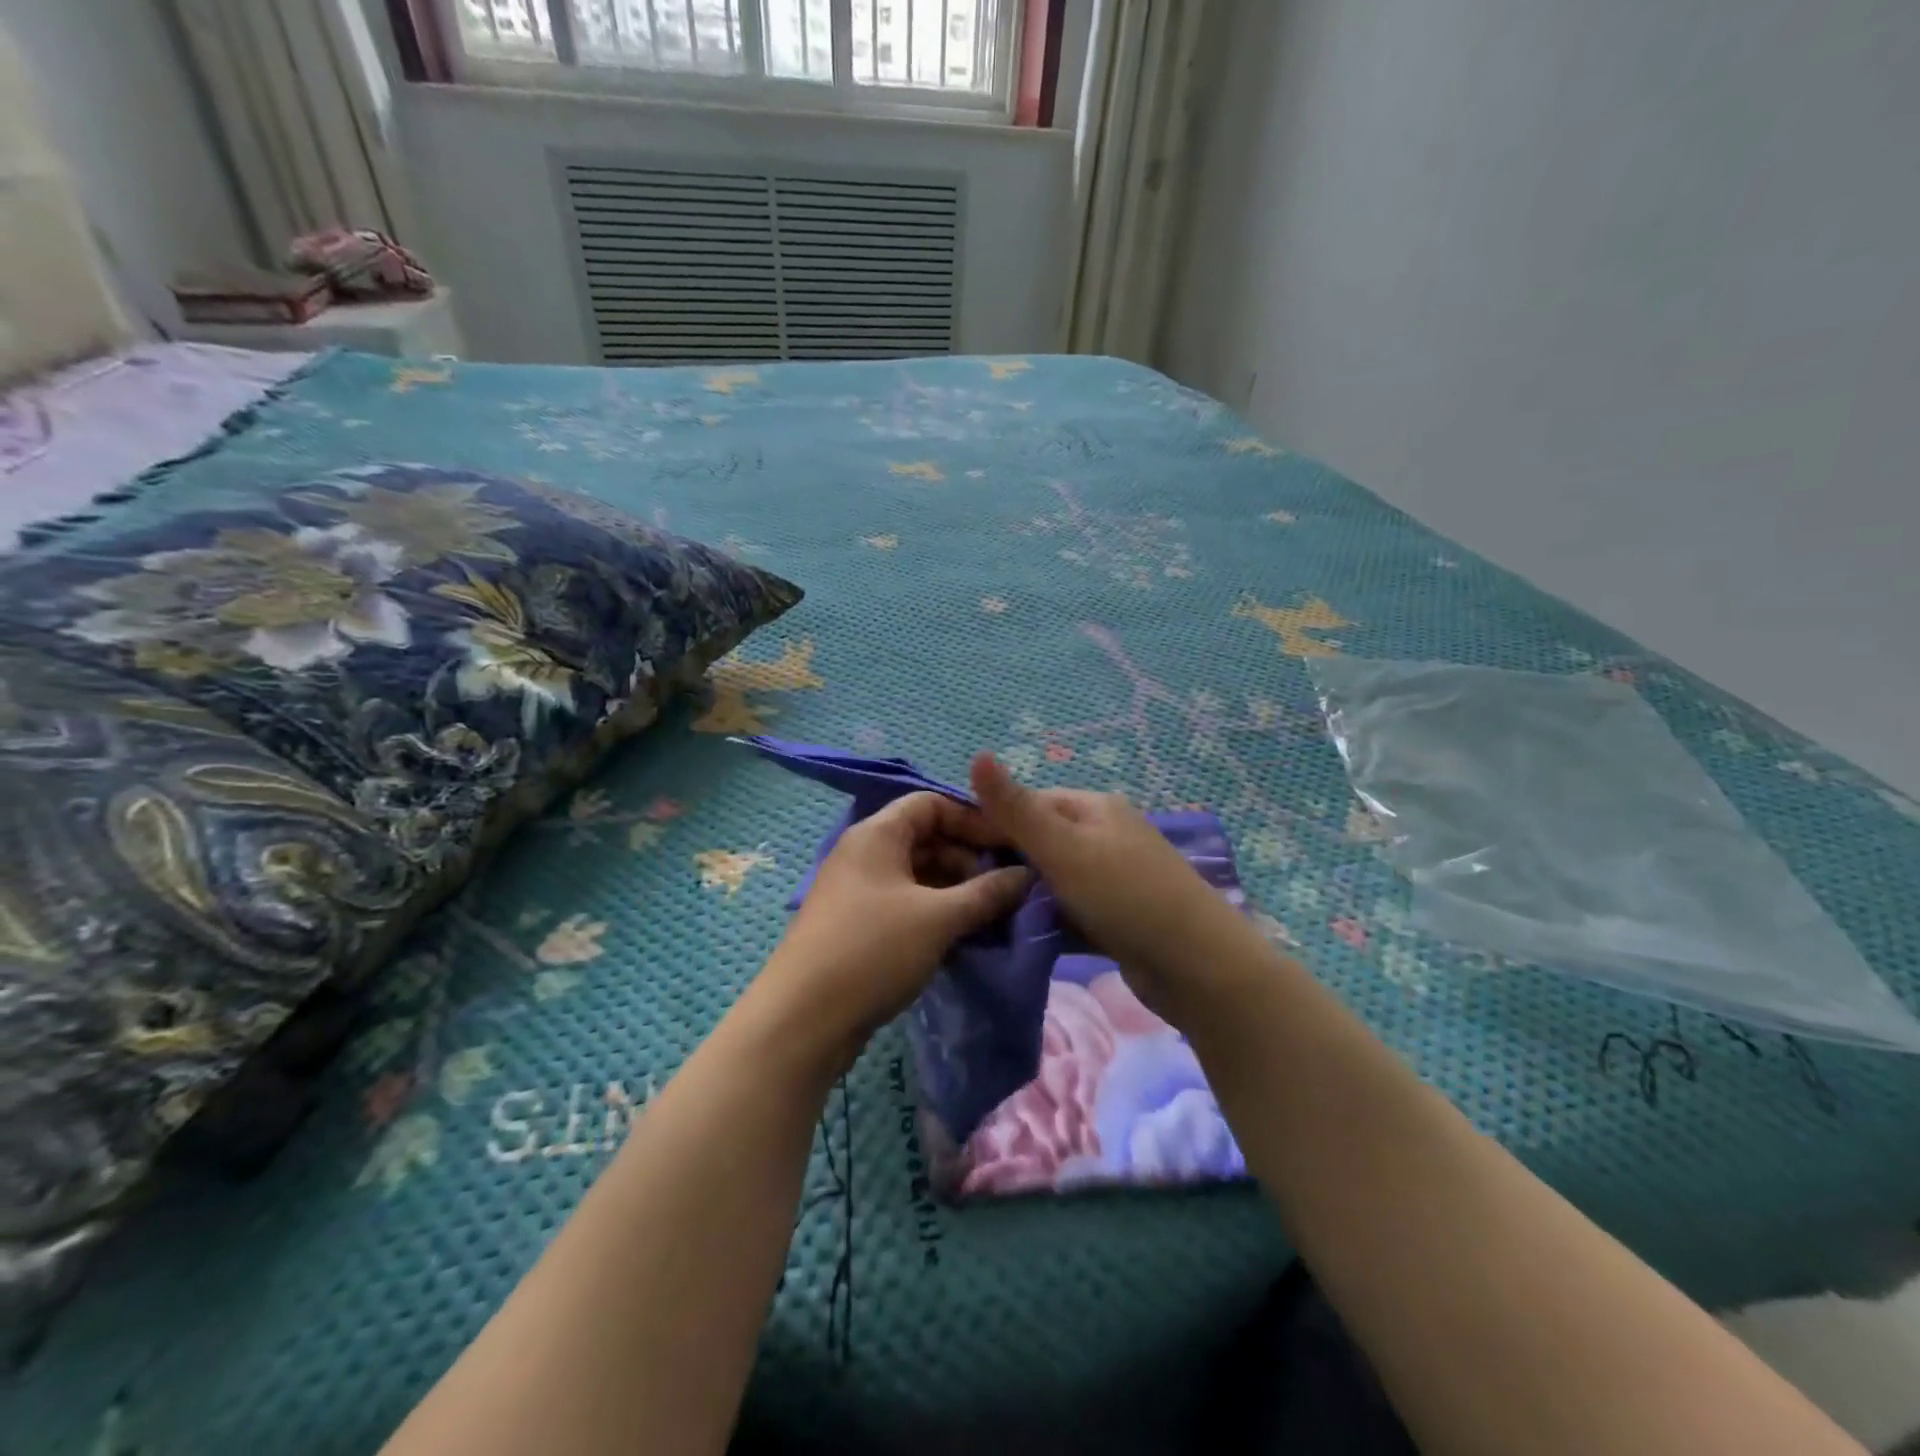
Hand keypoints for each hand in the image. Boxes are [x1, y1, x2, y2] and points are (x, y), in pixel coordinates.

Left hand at [758, 792, 1031, 1069]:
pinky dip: (935, 912)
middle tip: (1004, 888)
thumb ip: (986, 893)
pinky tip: (962, 936)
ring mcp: (859, 891)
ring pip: (918, 875)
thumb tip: (1027, 876)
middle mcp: (864, 854)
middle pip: (926, 838)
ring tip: (990, 916)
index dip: (972, 819)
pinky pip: (906, 904)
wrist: (803, 1021)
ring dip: (955, 890)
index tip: (1008, 847)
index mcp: (877, 834)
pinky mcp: (858, 925)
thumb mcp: (938, 918)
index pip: (931, 803)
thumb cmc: (872, 951)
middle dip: (968, 859)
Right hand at [970, 753, 1250, 1026]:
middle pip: (1039, 842)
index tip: (950, 855)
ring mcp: (1112, 877)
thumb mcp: (1063, 848)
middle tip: (963, 892)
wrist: (1197, 966)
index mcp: (1093, 808)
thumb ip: (1016, 808)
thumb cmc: (1125, 895)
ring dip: (1023, 896)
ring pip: (1052, 880)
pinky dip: (1046, 921)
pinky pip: (1069, 911)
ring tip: (982, 917)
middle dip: (1004, 864)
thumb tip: (978, 752)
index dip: (989, 824)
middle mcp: (1104, 835)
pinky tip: (1016, 939)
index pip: (1028, 804)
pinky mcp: (1116, 916)